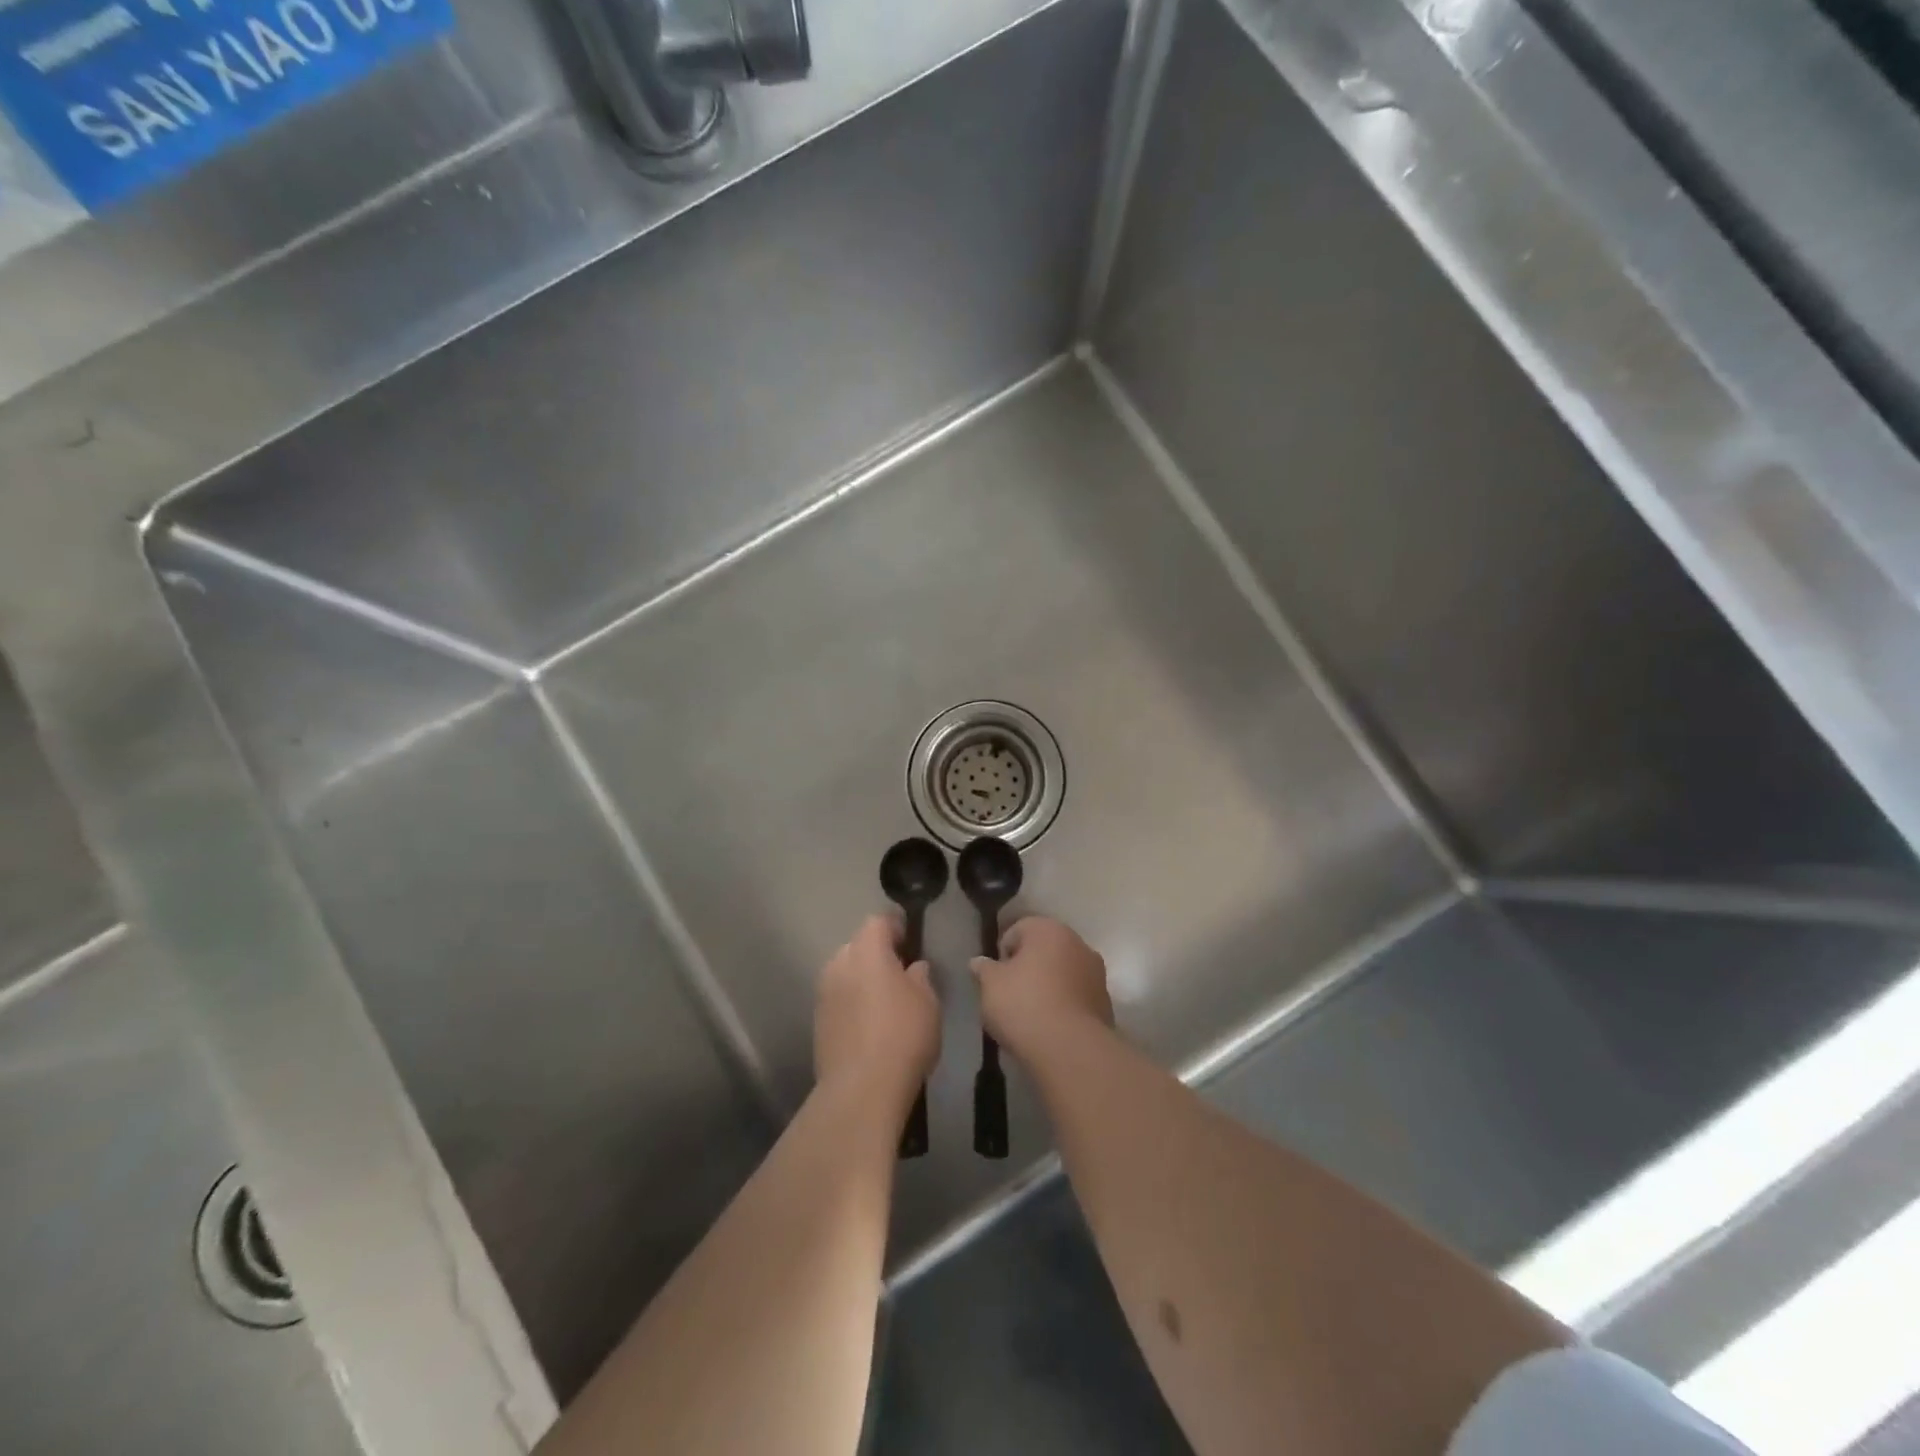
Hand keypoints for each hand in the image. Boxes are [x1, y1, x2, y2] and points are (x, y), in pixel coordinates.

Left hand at [815, 915, 940, 1113]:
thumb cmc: (903, 1035)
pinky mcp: (817, 1021)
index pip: (878, 921)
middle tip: (901, 974)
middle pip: (858, 945)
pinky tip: (870, 1025)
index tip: (911, 941)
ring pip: (846, 972)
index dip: (896, 927)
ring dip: (862, 979)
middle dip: (877, 953)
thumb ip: (920, 976)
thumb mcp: (928, 1002)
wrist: (861, 1089)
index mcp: (867, 950)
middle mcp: (839, 963)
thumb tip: (913, 967)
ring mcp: (824, 993)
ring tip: (885, 1002)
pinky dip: (853, 1003)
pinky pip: (839, 998)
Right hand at [971, 916, 1113, 1065]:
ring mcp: (1096, 972)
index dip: (1002, 953)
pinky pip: (1076, 996)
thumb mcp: (990, 985)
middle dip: (1028, 967)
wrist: (1070, 1048)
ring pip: (1063, 972)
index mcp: (1048, 929)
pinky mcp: (1105, 1001)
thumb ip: (983, 969)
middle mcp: (1077, 942)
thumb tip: (979, 962)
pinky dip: (1064, 1004)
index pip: (1017, 930)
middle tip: (1010, 994)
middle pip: (1044, 949)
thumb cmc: (1023, 1004)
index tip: (995, 978)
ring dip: (1049, 984)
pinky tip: (1051, 1025)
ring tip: (1031, 1013)